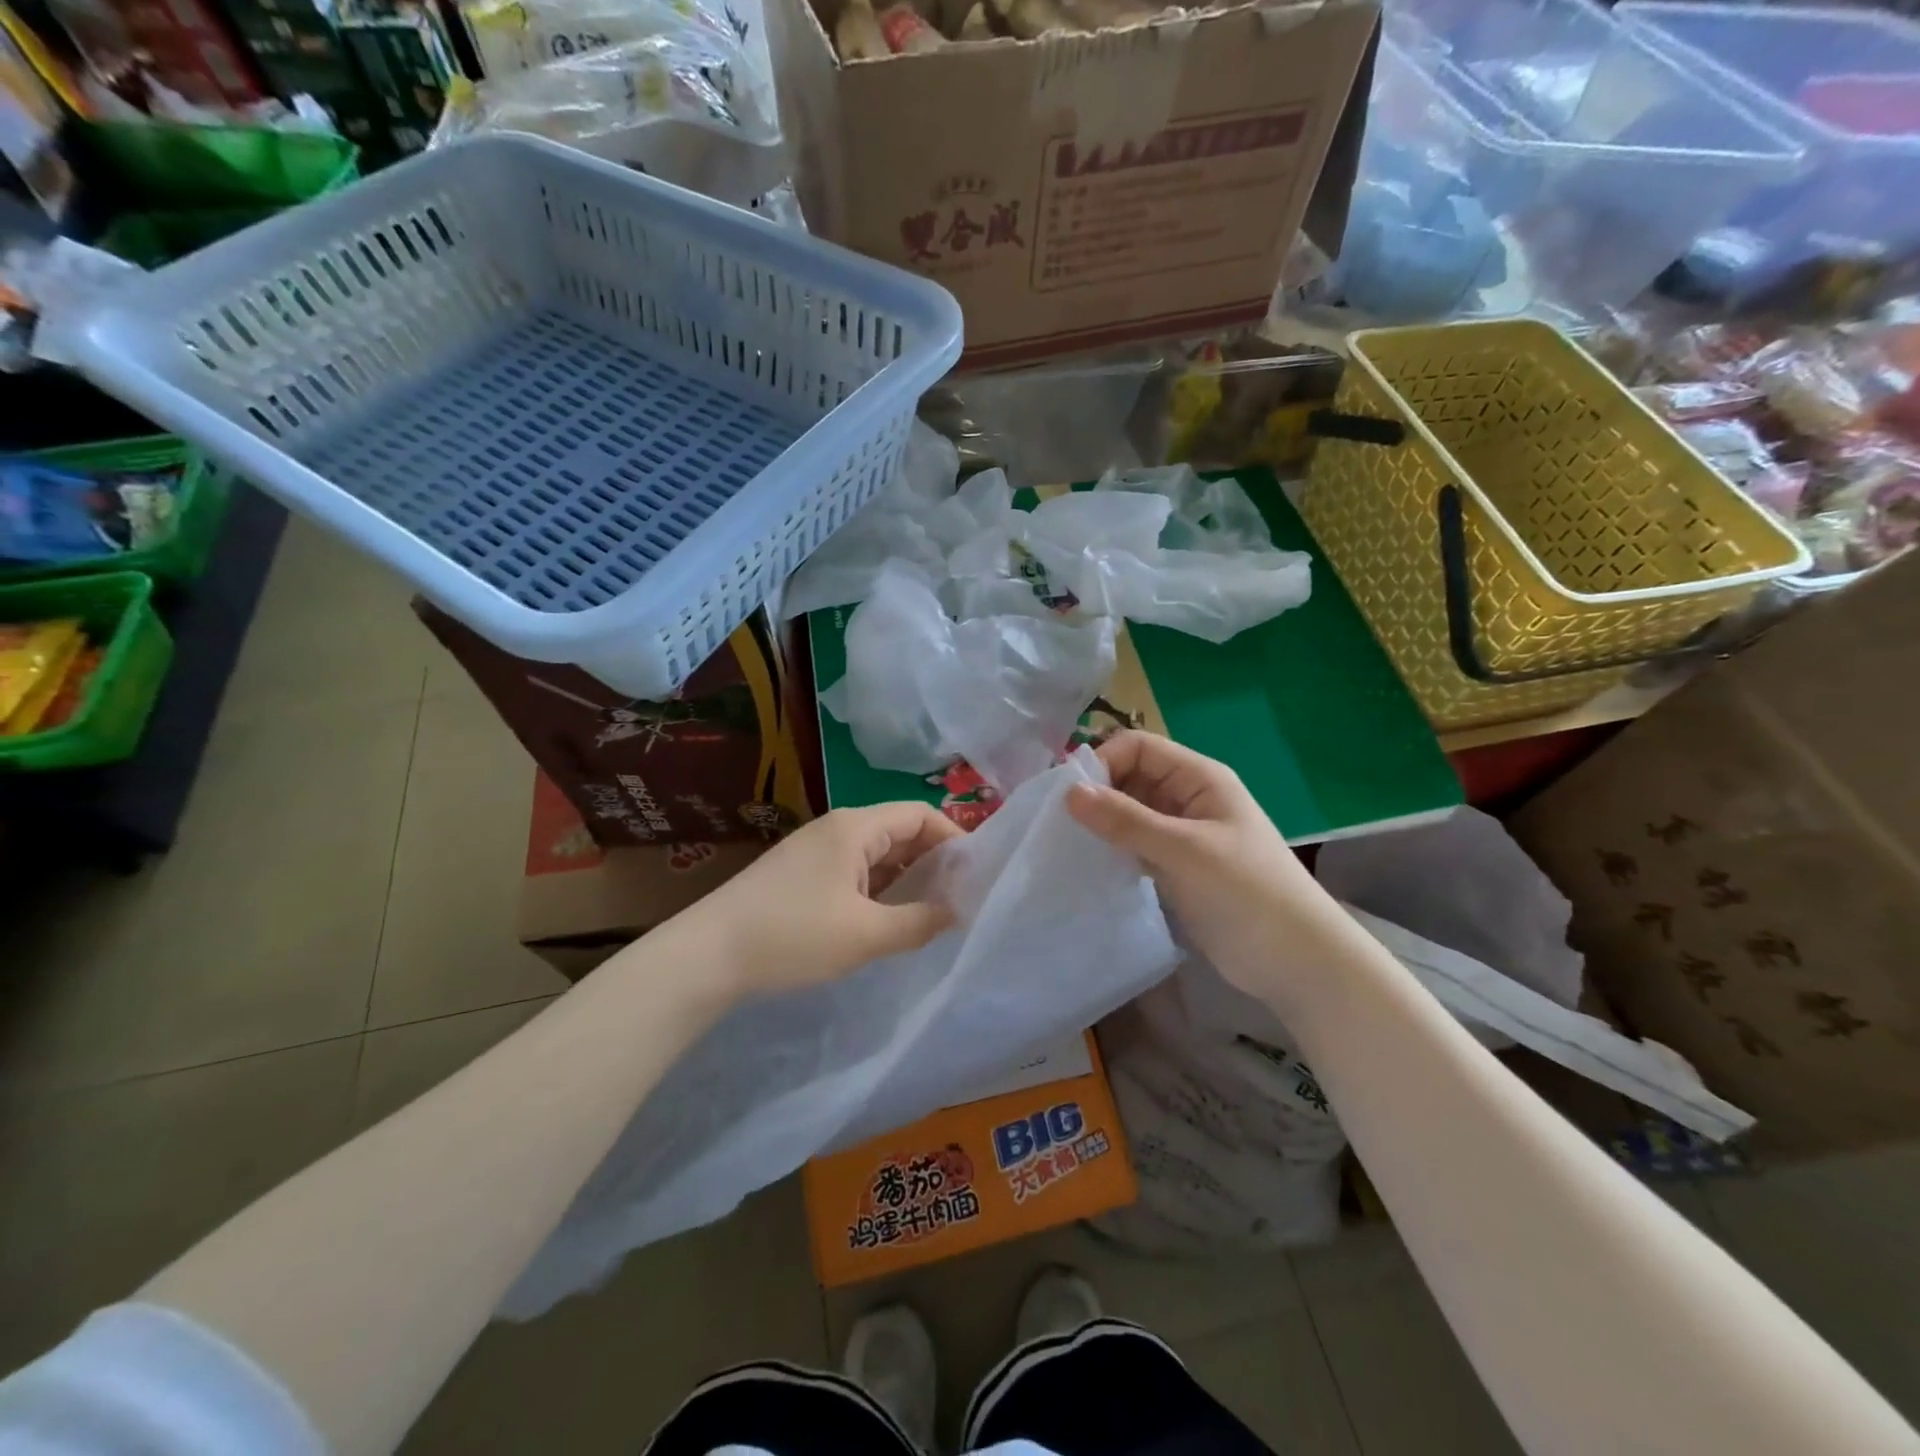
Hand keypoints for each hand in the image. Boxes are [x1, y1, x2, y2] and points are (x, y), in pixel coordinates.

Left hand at [692, 803, 962, 998]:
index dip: (954, 840)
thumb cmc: (792, 936)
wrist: (707, 955)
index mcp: (856, 827)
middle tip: (961, 899)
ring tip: (931, 913)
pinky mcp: (802, 873)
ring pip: (877, 854)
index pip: (920, 815)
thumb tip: (958, 912)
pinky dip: (879, 889)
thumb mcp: (865, 935)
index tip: (976, 876)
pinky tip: (887, 919)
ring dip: (906, 878)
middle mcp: (838, 828)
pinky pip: (855, 871)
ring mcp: (816, 850)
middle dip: (933, 861)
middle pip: (900, 831)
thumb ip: (919, 922)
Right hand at [1066, 730, 1338, 1008]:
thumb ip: (1126, 820)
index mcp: (1199, 778)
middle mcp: (1189, 798)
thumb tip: (1069, 793)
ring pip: (1131, 812)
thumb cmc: (1246, 892)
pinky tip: (1092, 864)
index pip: (1139, 748)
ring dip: (1103, 823)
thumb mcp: (1184, 850)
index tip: (1070, 797)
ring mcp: (1183, 834)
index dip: (1104, 762)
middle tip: (1061, 823)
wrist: (1296, 961)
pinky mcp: (1177, 867)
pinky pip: (1136, 844)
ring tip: (1070, 844)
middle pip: (1131, 777)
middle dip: (1098, 792)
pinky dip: (1114, 848)